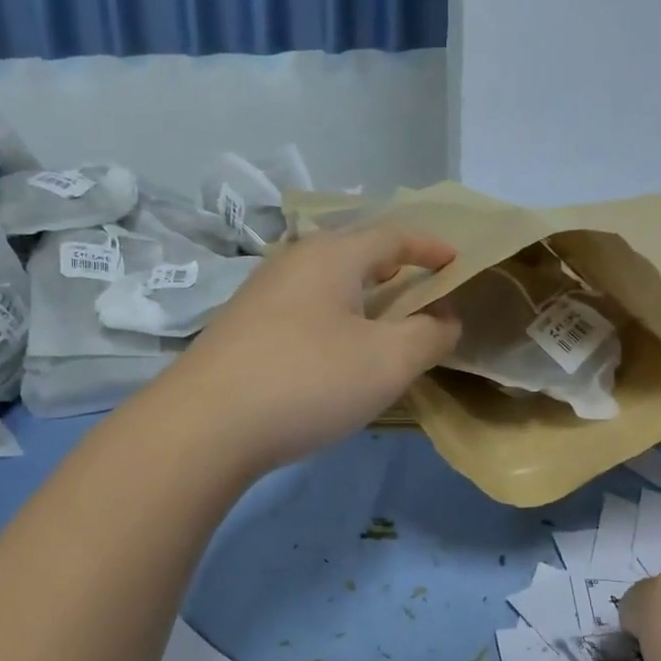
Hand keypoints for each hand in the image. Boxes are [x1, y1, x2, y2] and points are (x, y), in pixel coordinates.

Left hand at [168, 226, 460, 474]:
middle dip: (393, 265)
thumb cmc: (309, 379)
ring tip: (381, 317)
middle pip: (354, 251)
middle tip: (421, 284)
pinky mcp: (241, 327)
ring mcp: (261, 293)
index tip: (456, 259)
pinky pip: (303, 307)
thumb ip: (430, 335)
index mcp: (332, 255)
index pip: (393, 235)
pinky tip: (333, 348)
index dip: (430, 246)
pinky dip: (333, 316)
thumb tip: (447, 318)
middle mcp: (293, 262)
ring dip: (360, 293)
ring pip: (325, 280)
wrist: (204, 425)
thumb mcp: (389, 361)